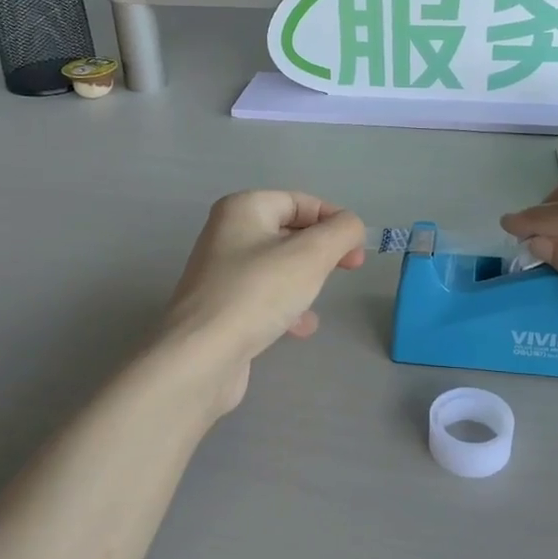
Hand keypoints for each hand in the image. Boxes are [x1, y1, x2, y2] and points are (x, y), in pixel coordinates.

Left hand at [163, 191, 365, 414]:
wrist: (201, 357)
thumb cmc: (257, 294)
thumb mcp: (311, 255)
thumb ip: (341, 232)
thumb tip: (351, 226)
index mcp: (243, 209)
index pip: (300, 201)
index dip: (334, 220)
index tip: (357, 249)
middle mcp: (227, 234)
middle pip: (288, 233)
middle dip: (321, 251)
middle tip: (349, 269)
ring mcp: (221, 273)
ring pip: (278, 267)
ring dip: (305, 282)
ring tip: (316, 301)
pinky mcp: (221, 308)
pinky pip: (263, 297)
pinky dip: (286, 307)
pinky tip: (299, 328)